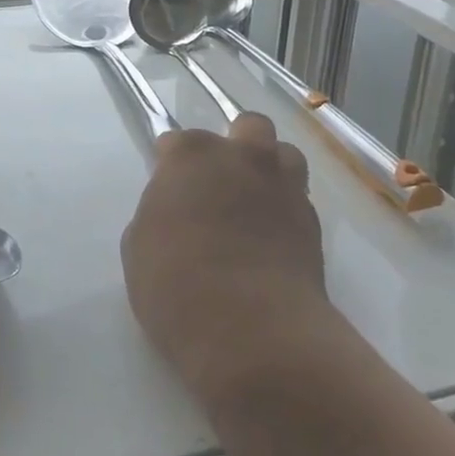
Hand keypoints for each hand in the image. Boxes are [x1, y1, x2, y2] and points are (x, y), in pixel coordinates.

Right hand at [123, 113, 327, 401]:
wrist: (251, 329)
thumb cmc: (176, 283)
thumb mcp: (140, 246)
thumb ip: (158, 213)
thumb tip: (175, 212)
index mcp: (191, 155)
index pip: (176, 141)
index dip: (170, 164)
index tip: (167, 189)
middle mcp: (242, 157)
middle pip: (247, 126)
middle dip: (234, 145)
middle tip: (219, 182)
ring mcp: (283, 186)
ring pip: (284, 154)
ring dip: (270, 168)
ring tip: (256, 202)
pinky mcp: (314, 221)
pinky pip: (299, 198)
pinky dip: (286, 209)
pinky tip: (272, 238)